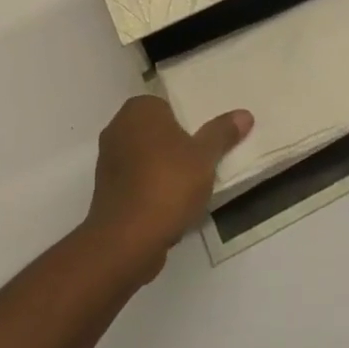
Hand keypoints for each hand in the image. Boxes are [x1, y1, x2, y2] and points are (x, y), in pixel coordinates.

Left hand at [83, 94, 251, 279]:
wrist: (126, 240)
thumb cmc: (167, 185)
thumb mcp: (204, 158)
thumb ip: (222, 134)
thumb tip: (245, 114)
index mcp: (140, 108)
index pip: (168, 107)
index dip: (187, 126)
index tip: (201, 147)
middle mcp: (118, 125)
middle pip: (156, 132)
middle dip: (174, 148)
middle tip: (198, 168)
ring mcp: (107, 158)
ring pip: (144, 158)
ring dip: (161, 172)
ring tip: (185, 193)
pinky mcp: (104, 189)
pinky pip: (133, 181)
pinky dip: (148, 191)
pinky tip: (166, 210)